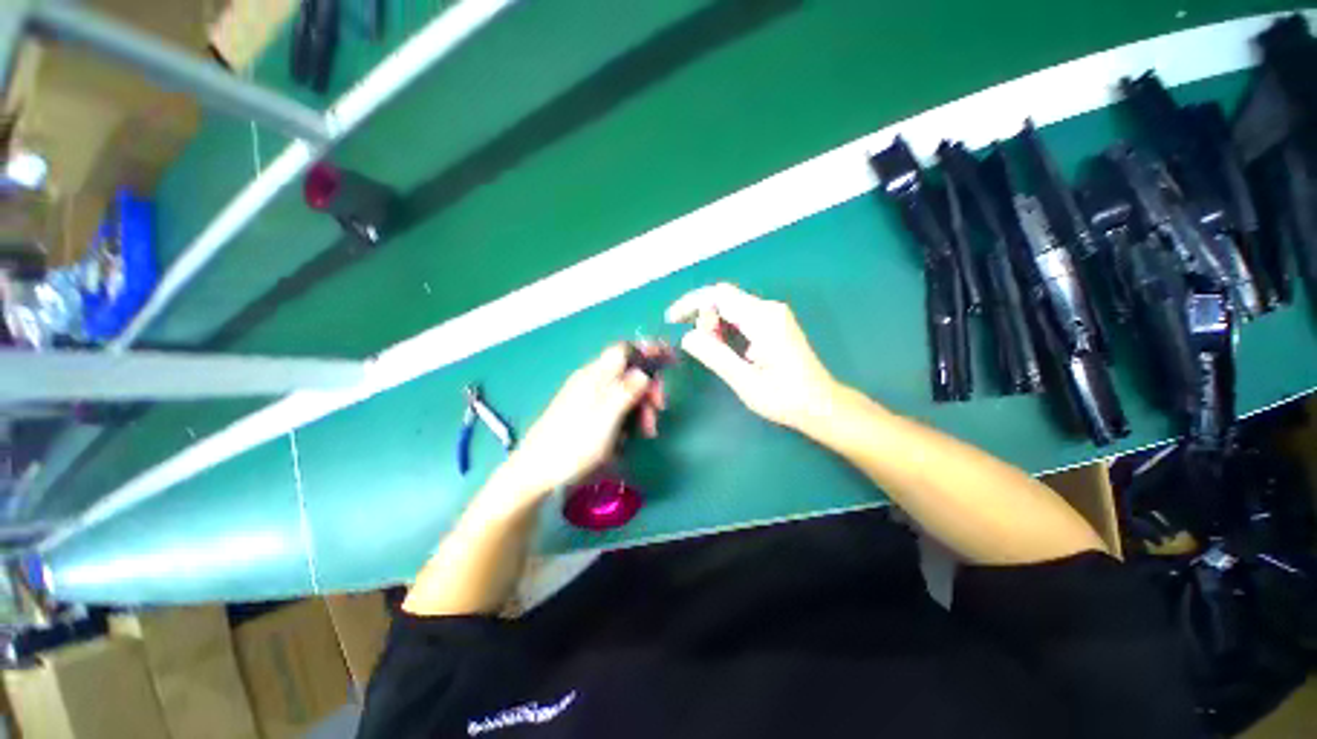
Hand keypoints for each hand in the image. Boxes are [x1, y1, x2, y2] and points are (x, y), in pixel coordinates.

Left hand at [489, 344, 665, 507]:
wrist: (538, 471)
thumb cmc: (573, 444)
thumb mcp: (606, 417)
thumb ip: (626, 390)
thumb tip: (644, 371)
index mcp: (595, 376)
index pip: (625, 350)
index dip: (648, 350)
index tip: (670, 359)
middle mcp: (592, 381)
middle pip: (629, 372)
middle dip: (649, 388)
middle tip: (659, 409)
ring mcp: (589, 397)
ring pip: (625, 391)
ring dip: (641, 407)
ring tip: (647, 431)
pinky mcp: (588, 413)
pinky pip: (615, 407)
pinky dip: (628, 417)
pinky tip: (629, 437)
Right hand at [667, 283, 840, 429]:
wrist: (821, 405)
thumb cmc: (785, 398)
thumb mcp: (745, 381)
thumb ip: (715, 356)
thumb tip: (687, 336)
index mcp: (763, 320)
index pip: (718, 295)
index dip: (691, 303)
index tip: (672, 319)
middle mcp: (770, 309)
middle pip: (724, 298)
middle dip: (704, 317)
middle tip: (702, 347)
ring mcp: (774, 314)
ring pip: (732, 306)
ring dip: (715, 323)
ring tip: (715, 352)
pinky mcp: (775, 323)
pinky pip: (742, 315)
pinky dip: (727, 327)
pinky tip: (727, 347)